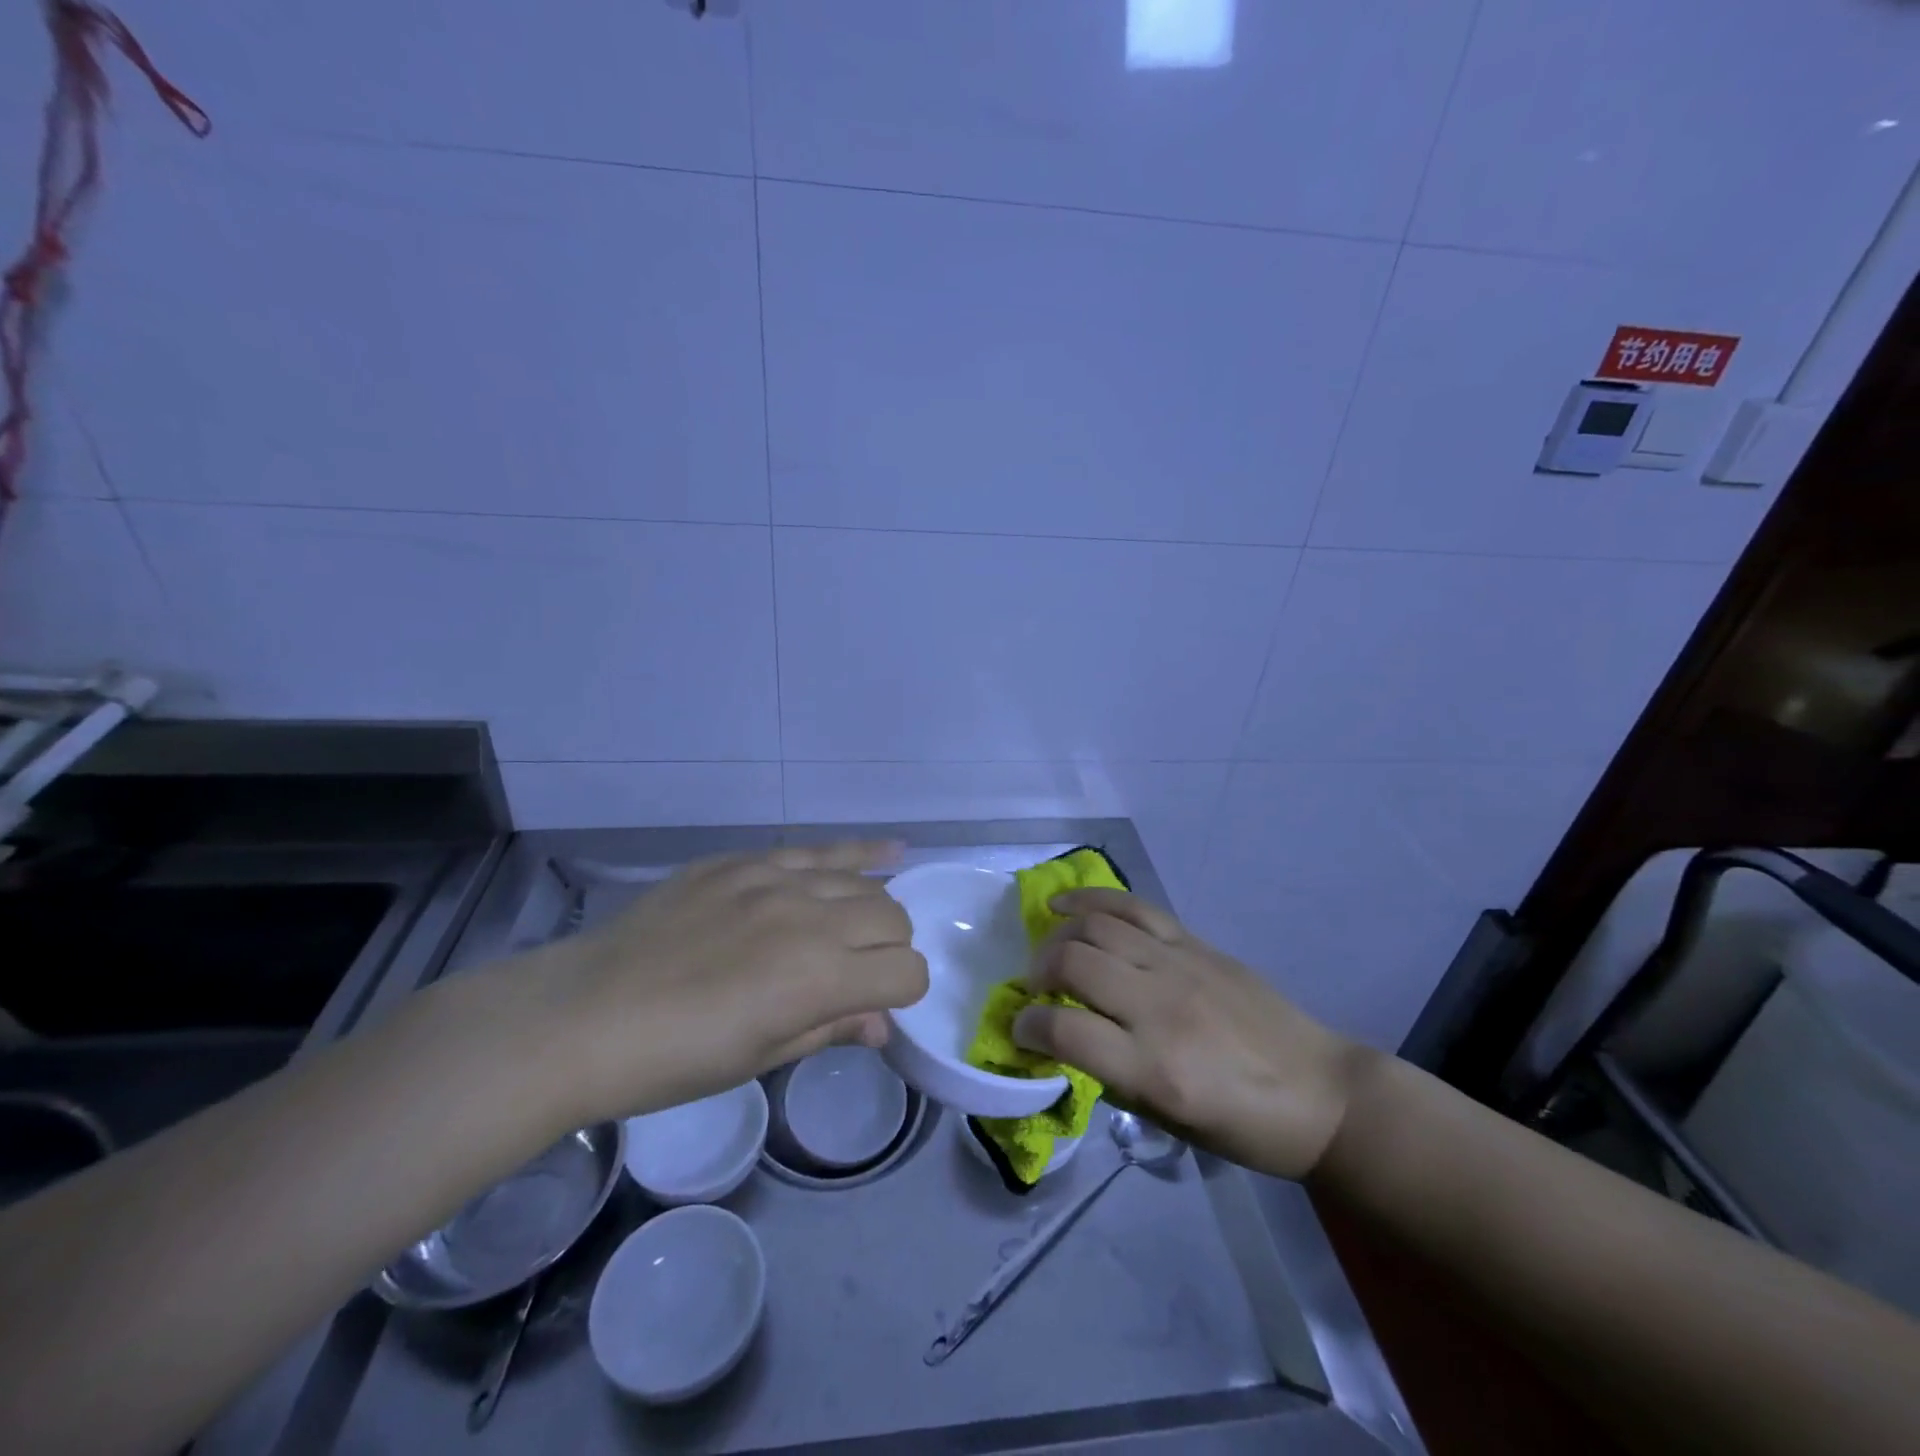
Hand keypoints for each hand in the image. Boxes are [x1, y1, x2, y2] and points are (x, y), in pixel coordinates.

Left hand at [529, 842, 928, 1122]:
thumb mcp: (758, 1057)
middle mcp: (812, 918)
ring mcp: (776, 879)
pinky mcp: (745, 860)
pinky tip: (890, 849)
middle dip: (890, 950)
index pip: (907, 972)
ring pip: (863, 882)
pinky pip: (818, 849)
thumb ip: (830, 1029)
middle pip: (893, 919)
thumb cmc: (672, 1059)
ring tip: (859, 927)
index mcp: (819, 978)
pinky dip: (861, 852)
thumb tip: (881, 1025)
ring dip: (874, 909)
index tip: (875, 1007)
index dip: (903, 994)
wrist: (582, 1014)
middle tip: (855, 974)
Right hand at [1012, 889, 1371, 1180]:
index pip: (1063, 1032)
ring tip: (1049, 947)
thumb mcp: (1168, 1120)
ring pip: (1096, 926)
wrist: (1320, 1093)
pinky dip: (1092, 899)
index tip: (1020, 1030)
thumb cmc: (1243, 1126)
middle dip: (1037, 972)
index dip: (1027, 1028)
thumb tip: (1062, 1038)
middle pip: (1072, 963)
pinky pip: (1134, 906)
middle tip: (1034, 987)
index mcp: (1154, 1069)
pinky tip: (1067, 904)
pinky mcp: (1195, 943)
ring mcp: (1179, 966)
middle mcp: (1160, 1008)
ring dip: (1059, 934)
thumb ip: (1109, 1075)